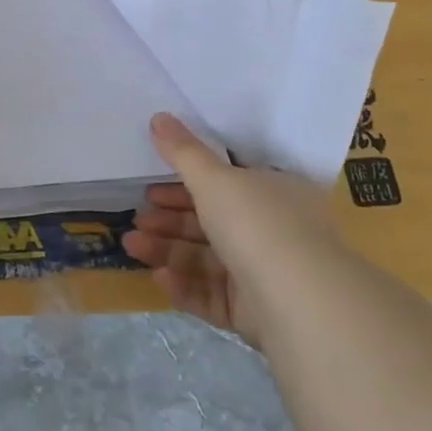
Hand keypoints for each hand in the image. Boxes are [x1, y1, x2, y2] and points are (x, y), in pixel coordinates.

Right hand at [120, 113, 338, 345]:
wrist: (300, 302)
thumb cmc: (258, 224)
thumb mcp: (215, 178)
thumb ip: (183, 152)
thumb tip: (158, 116)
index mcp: (274, 194)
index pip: (226, 185)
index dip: (185, 184)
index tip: (151, 188)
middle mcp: (273, 232)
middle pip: (211, 223)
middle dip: (169, 220)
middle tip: (137, 219)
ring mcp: (265, 275)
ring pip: (206, 260)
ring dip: (167, 251)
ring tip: (131, 246)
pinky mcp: (255, 313)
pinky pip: (213, 295)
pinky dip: (184, 285)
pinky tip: (158, 278)